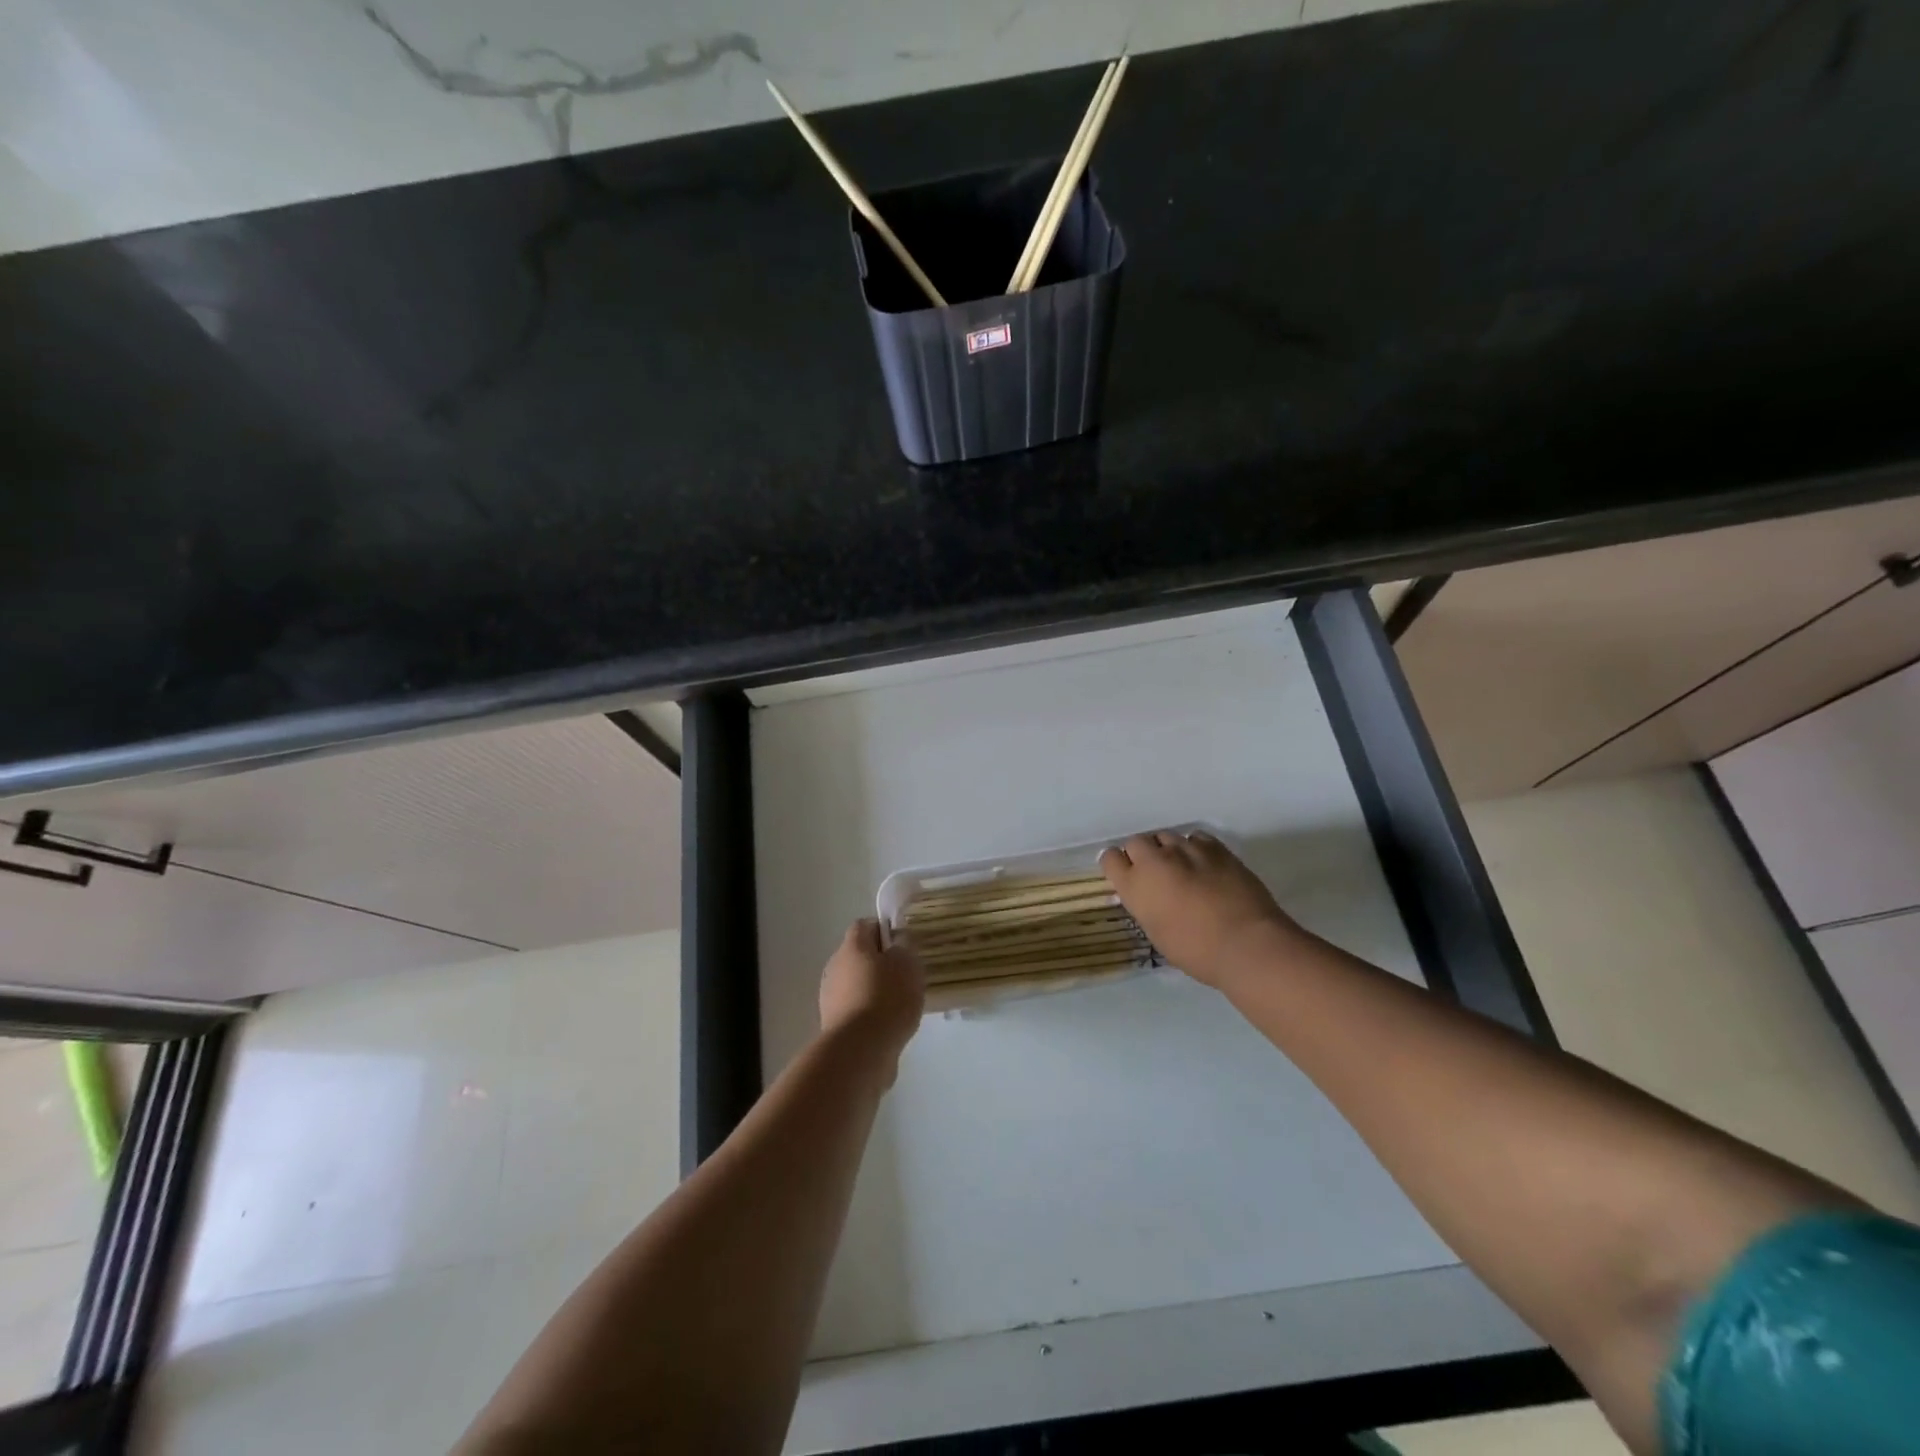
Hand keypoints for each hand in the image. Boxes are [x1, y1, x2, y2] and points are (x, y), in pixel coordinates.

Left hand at [819, 919, 925, 1079]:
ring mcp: (831, 997)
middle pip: (859, 955)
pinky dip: (870, 1013)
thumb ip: (905, 946)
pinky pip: (856, 1008)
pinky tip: (888, 1025)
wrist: (860, 1050)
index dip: (885, 930)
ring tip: (900, 1004)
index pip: (865, 925)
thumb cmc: (887, 997)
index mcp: (852, 946)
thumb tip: (898, 941)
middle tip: (905, 975)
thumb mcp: (907, 964)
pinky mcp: (834, 1024)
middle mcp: (835, 966)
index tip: (903, 945)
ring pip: (857, 983)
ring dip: (875, 989)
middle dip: (881, 963)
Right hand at [1100, 831, 1304, 987]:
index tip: (1126, 875)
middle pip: (1136, 842)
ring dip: (1168, 850)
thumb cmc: (1196, 951)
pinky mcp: (1214, 847)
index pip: (1110, 858)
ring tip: (1182, 868)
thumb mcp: (1157, 933)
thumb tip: (1149, 897)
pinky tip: (1204, 864)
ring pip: (1166, 836)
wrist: (1246, 943)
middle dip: (1142, 854)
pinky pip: (1195, 838)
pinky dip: (1194, 848)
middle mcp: (1154, 860)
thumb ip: (1146, 906)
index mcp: (1135, 885)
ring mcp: (1185, 849)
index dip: (1117, 865)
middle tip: (1155, 874)